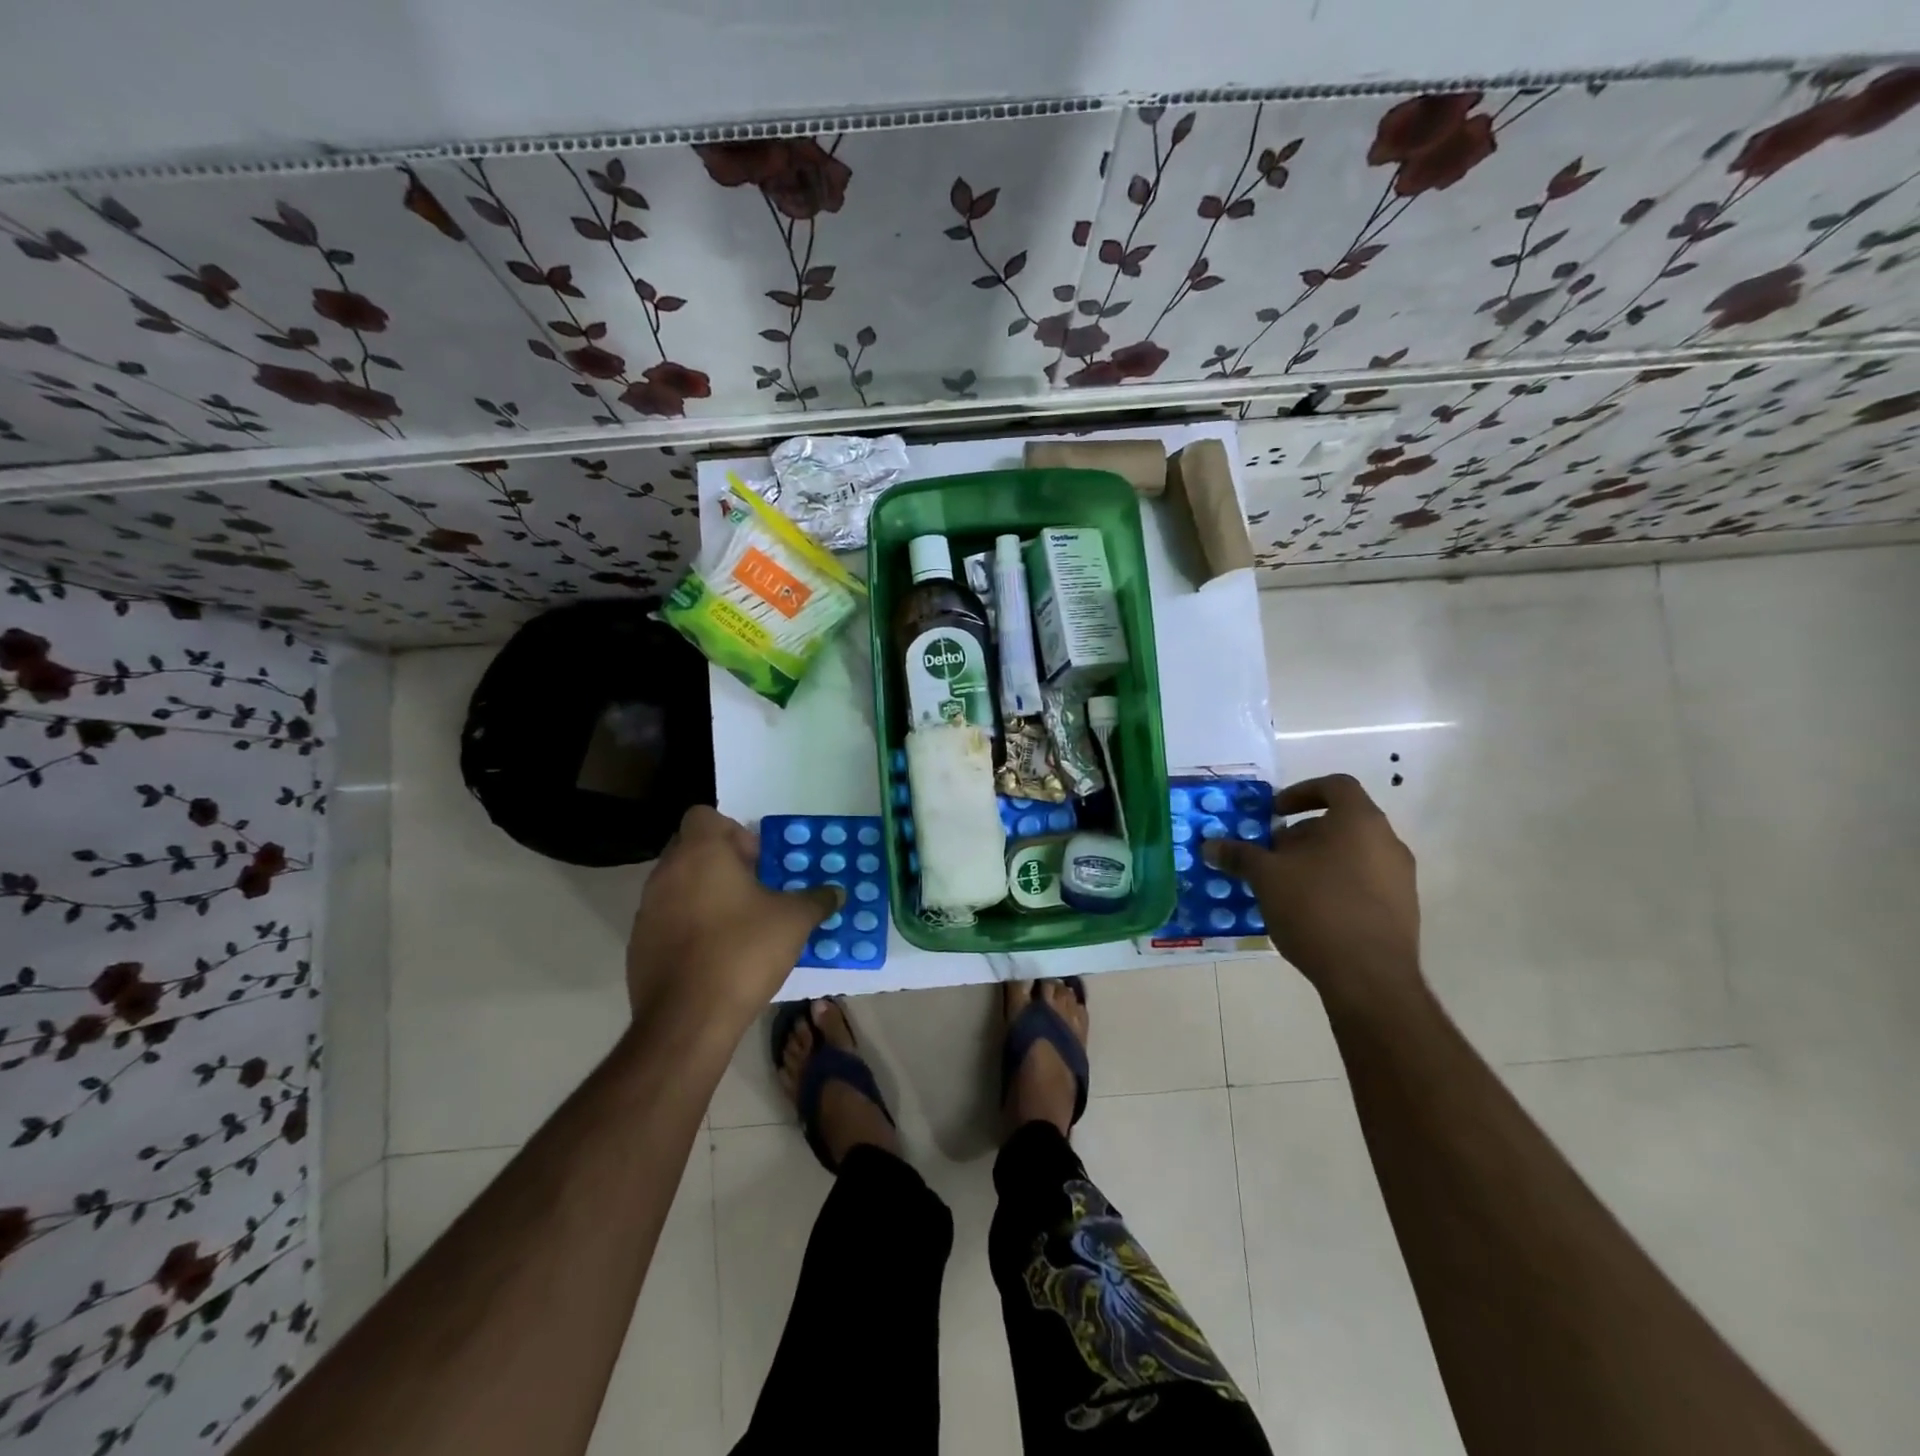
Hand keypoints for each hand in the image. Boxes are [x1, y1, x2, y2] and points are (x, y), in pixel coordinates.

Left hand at [626, 806, 839, 1032]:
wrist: (688, 1019)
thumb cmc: (743, 952)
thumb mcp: (793, 921)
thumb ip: (816, 900)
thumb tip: (836, 893)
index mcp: (700, 853)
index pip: (704, 815)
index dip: (733, 831)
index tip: (757, 862)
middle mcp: (666, 873)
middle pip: (690, 849)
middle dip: (721, 863)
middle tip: (753, 889)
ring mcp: (646, 910)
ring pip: (677, 885)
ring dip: (703, 894)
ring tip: (737, 923)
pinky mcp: (639, 945)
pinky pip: (666, 920)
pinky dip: (688, 926)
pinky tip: (714, 954)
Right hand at [1202, 774, 1422, 1009]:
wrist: (1370, 978)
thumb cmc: (1316, 909)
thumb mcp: (1266, 878)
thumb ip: (1240, 856)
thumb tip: (1211, 845)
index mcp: (1359, 822)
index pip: (1335, 786)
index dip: (1301, 792)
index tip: (1274, 812)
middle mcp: (1388, 842)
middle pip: (1342, 822)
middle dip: (1302, 834)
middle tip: (1271, 854)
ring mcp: (1400, 879)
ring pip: (1352, 854)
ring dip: (1317, 861)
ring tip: (1285, 886)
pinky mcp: (1402, 911)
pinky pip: (1364, 883)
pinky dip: (1336, 885)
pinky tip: (1309, 913)